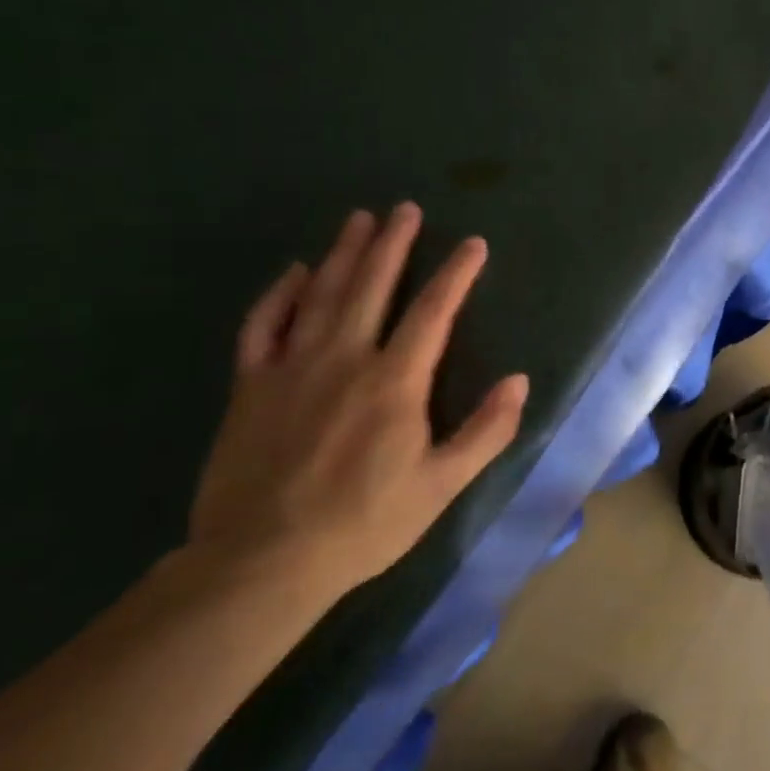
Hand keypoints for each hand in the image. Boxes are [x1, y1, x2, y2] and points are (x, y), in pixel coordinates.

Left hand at [188, 203, 528, 600]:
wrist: (261, 562)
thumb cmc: (363, 524)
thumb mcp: (441, 486)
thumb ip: (485, 431)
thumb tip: (519, 380)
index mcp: (394, 382)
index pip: (433, 312)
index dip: (456, 274)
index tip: (472, 244)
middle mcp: (345, 359)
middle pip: (373, 286)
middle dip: (393, 243)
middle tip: (404, 208)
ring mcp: (292, 367)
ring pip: (322, 294)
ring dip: (344, 253)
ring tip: (359, 218)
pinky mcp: (251, 385)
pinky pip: (263, 325)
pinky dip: (280, 294)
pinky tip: (296, 271)